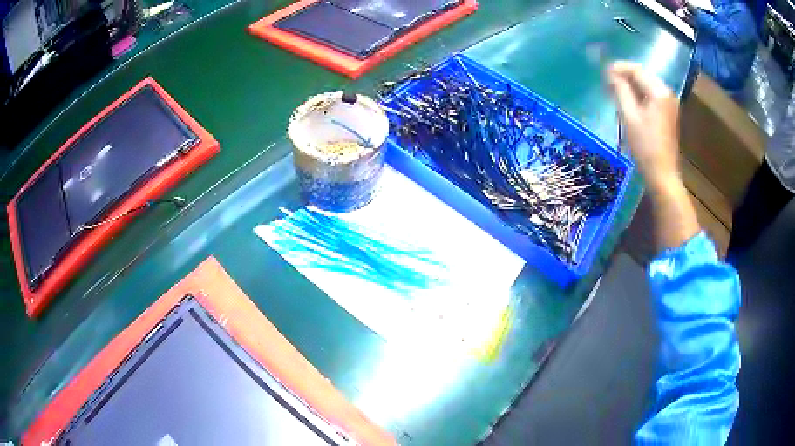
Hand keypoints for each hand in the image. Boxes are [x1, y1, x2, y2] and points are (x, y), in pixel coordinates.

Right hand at [607, 62, 680, 191]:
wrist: (662, 173)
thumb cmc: (645, 146)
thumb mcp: (629, 116)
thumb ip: (620, 90)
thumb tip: (611, 72)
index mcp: (659, 92)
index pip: (636, 70)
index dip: (619, 68)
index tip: (603, 73)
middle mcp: (667, 93)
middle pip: (643, 75)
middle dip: (625, 76)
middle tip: (608, 84)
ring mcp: (669, 103)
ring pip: (647, 85)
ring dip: (631, 86)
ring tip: (616, 93)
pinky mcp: (668, 112)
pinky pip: (651, 95)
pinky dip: (639, 95)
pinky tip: (629, 102)